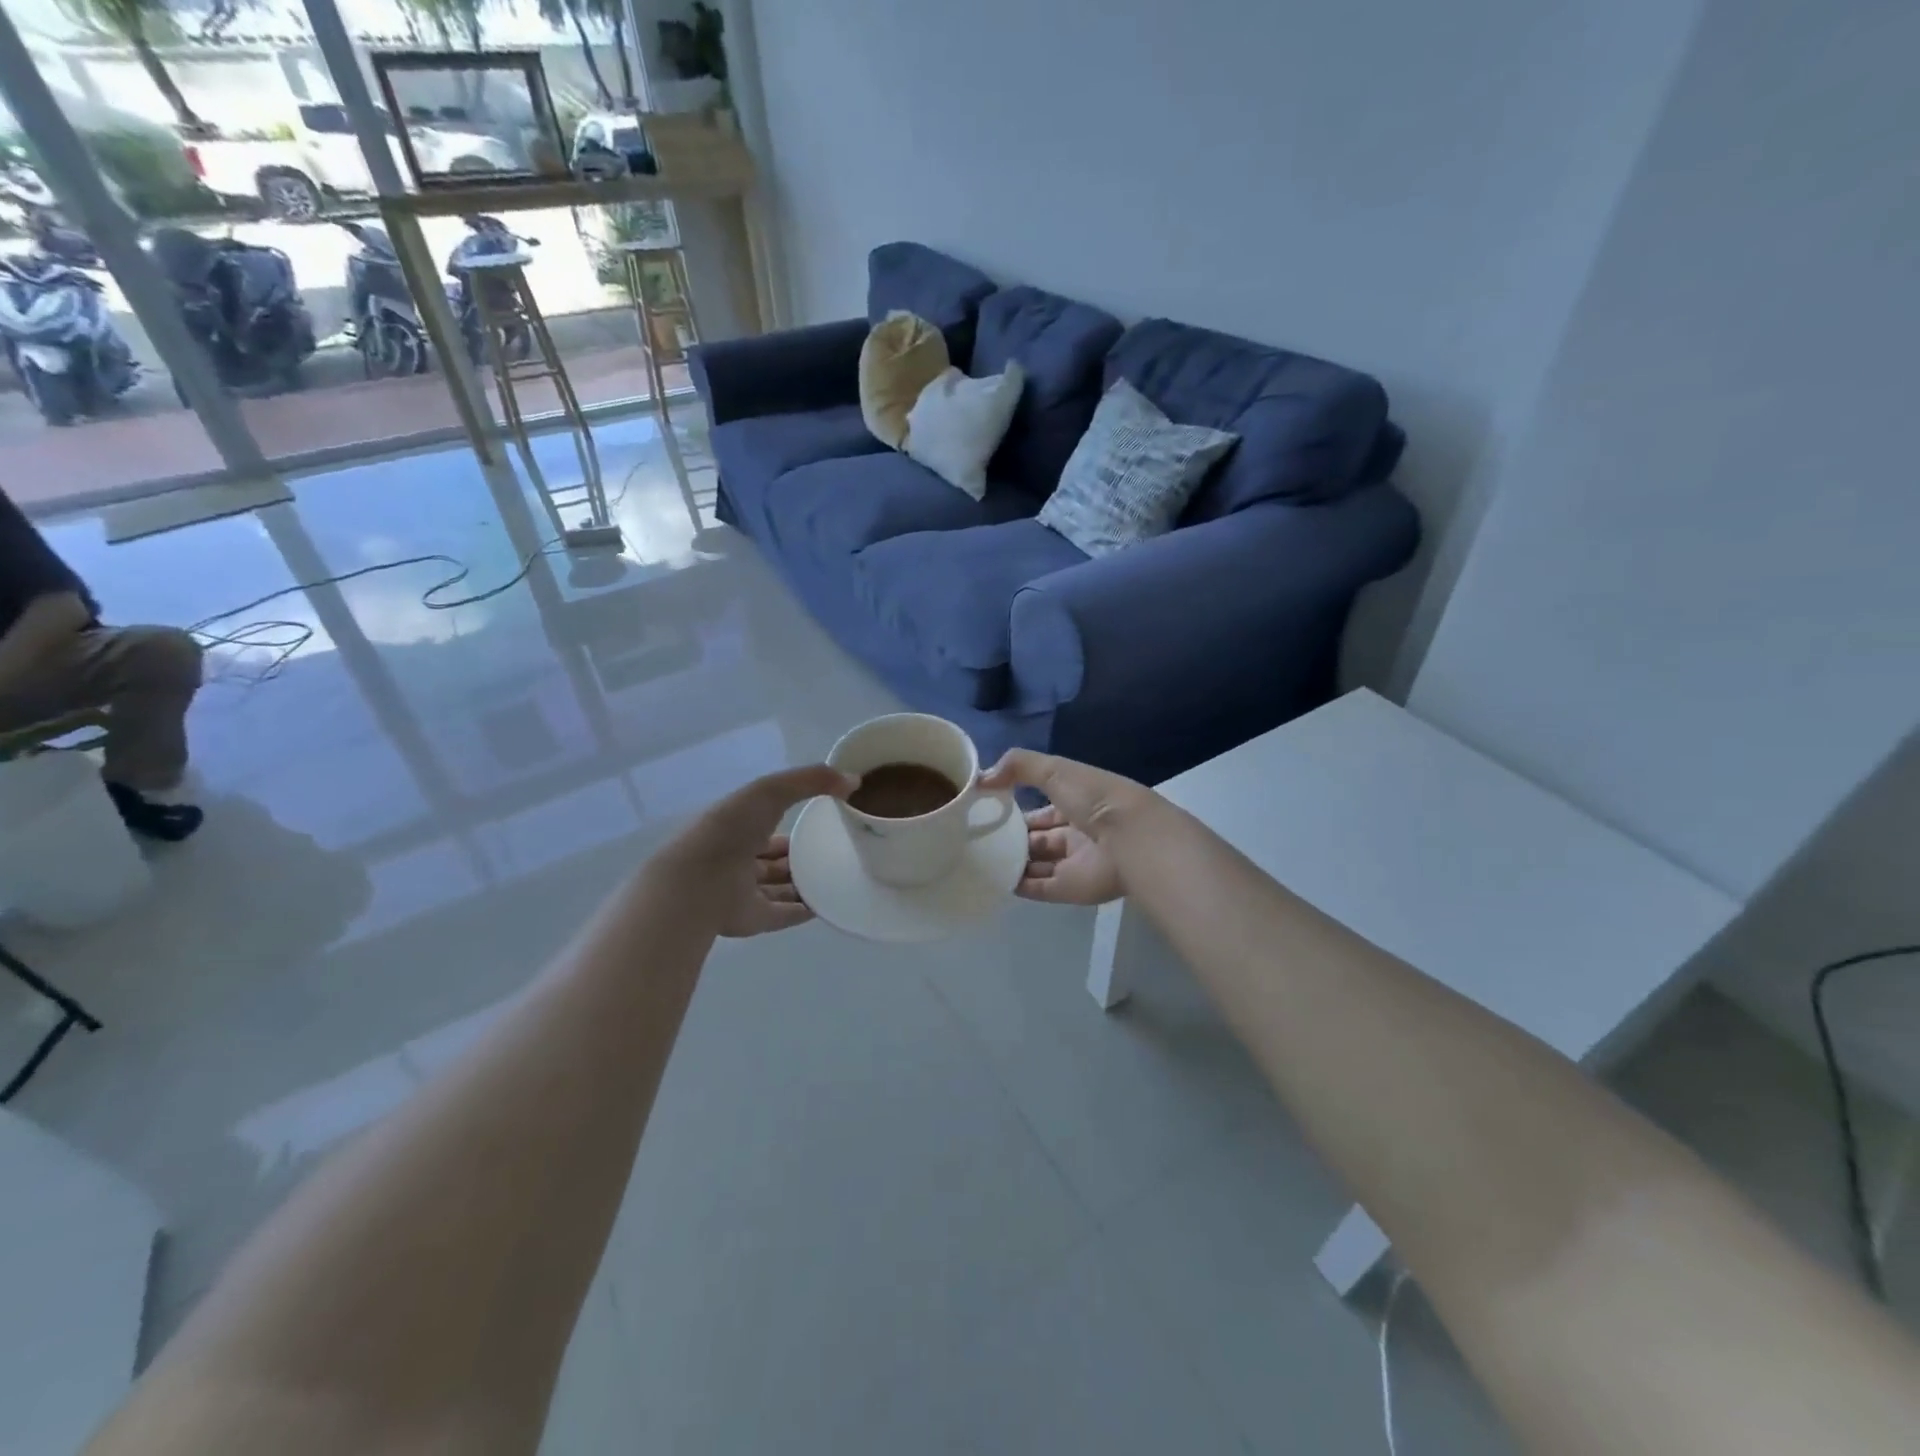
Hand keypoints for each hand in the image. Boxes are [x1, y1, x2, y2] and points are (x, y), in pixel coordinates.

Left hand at [655, 764, 854, 935]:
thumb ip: (810, 780)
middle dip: (800, 854)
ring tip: (841, 876)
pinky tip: (832, 903)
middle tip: (837, 849)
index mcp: (738, 826)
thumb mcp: (770, 790)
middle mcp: (740, 859)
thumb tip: (853, 781)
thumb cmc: (730, 829)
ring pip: (782, 887)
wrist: (698, 883)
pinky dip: (808, 910)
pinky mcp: (756, 919)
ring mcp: (747, 892)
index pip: (768, 820)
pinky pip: (787, 914)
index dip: (792, 816)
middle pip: (775, 858)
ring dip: (806, 883)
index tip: (826, 814)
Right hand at [979, 750, 1155, 905]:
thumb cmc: (1093, 797)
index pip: (1043, 806)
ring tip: (978, 859)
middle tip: (977, 837)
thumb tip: (982, 779)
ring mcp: (1074, 863)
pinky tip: (993, 879)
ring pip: (1037, 864)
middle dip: (1012, 837)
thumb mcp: (1054, 770)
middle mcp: (1076, 832)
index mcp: (1077, 802)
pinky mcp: (1070, 889)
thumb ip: (1018, 766)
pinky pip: (1039, 888)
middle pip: (1038, 837)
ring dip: (1012, 862)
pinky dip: (1018, 885)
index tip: (986, 808)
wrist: (1130, 837)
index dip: (1017, 806)